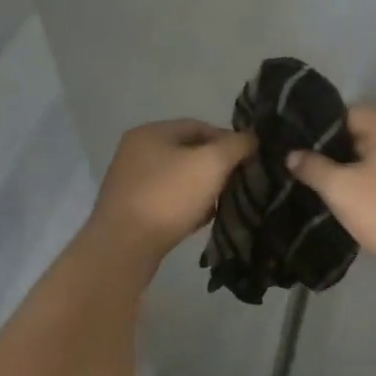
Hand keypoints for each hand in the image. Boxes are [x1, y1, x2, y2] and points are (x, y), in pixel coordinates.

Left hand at [87, 119, 255, 261]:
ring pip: (179, 178)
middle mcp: (136, 152)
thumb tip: (251, 139)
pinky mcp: (129, 210)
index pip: (199, 126)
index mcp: (151, 132)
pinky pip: (167, 201)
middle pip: (188, 152)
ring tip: (220, 204)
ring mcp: (130, 182)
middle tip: (237, 182)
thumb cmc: (168, 196)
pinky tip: (199, 221)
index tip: (247, 159)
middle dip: (216, 166)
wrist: (123, 249)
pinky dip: (186, 207)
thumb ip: (236, 145)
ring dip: (202, 189)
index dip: (228, 140)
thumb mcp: (212, 163)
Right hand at [286, 106, 375, 273]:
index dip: (319, 130)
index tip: (296, 147)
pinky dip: (364, 182)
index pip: (346, 113)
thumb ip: (313, 167)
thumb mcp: (341, 188)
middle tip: (302, 168)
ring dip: (347, 169)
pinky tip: (345, 199)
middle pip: (358, 133)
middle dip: (331, 151)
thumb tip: (292, 154)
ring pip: (370, 156)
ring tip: (318, 185)